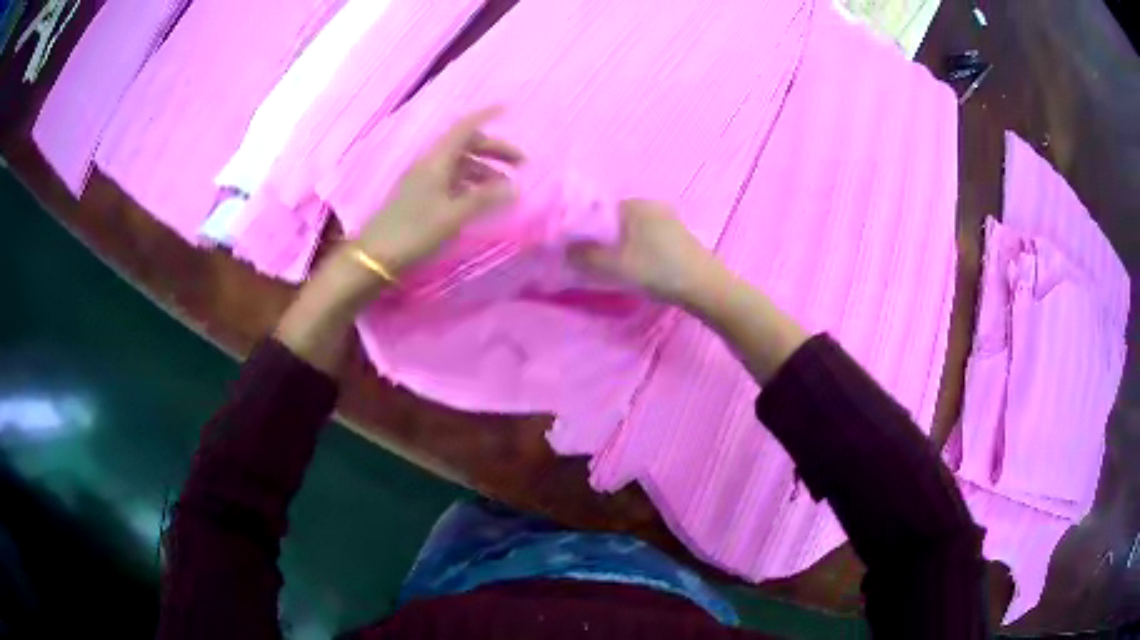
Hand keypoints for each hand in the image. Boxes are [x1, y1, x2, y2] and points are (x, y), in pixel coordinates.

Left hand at [357, 105, 524, 274]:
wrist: (376, 257)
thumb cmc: (415, 232)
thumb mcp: (454, 216)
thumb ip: (484, 199)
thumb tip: (513, 187)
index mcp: (437, 161)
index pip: (465, 128)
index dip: (485, 116)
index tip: (507, 109)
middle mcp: (430, 164)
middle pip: (465, 146)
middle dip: (493, 150)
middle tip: (520, 164)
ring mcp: (423, 180)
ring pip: (459, 165)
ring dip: (484, 170)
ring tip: (505, 188)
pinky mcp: (420, 197)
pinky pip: (451, 181)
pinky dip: (471, 184)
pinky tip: (481, 199)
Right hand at [567, 199, 726, 305]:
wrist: (705, 287)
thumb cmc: (657, 270)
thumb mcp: (614, 266)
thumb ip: (585, 257)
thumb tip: (565, 250)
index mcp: (635, 204)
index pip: (599, 211)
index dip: (584, 230)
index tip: (576, 250)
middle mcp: (652, 205)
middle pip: (615, 221)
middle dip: (602, 239)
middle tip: (592, 261)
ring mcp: (669, 220)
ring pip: (632, 231)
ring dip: (620, 246)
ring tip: (613, 267)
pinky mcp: (679, 237)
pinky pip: (647, 238)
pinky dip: (637, 250)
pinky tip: (637, 267)